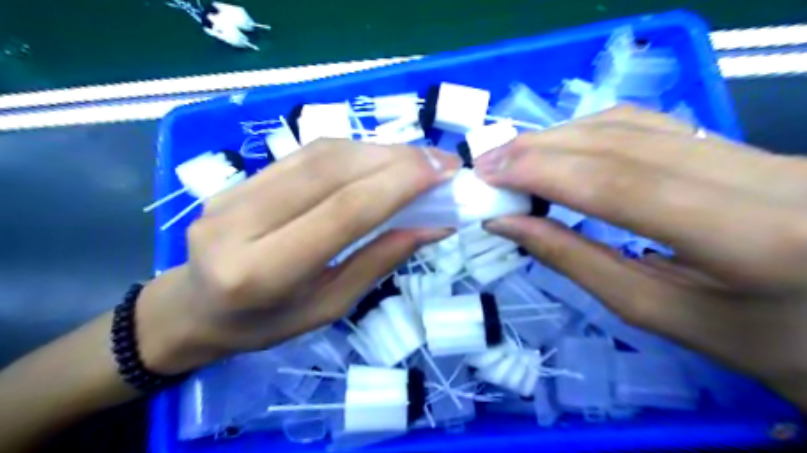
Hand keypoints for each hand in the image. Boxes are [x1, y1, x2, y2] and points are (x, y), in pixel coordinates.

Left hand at [134, 139, 456, 375]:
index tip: (443, 172)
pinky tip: (380, 158)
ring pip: (320, 154)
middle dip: (396, 159)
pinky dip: (353, 151)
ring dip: (378, 150)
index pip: (342, 211)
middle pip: (331, 171)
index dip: (398, 184)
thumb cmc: (267, 323)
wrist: (196, 307)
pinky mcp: (240, 178)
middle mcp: (241, 222)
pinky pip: (306, 154)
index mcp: (263, 272)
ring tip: (418, 160)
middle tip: (441, 162)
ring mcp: (234, 192)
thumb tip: (432, 225)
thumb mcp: (330, 306)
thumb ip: (379, 261)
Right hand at [475, 107, 806, 409]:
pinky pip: (648, 124)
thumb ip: (575, 260)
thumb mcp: (655, 310)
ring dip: (559, 136)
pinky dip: (589, 132)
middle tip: (487, 163)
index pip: (619, 184)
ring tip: (511, 157)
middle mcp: (763, 174)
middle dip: (540, 149)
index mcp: (751, 237)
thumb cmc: (752, 340)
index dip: (542, 172)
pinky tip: (558, 147)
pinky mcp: (741, 143)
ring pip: (633, 123)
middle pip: (621, 142)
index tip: (487, 175)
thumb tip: (508, 223)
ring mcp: (757, 149)